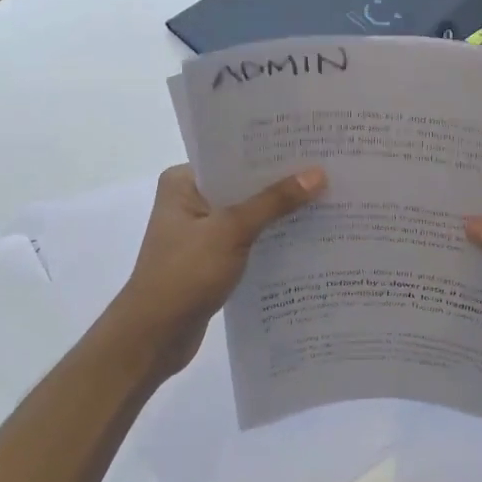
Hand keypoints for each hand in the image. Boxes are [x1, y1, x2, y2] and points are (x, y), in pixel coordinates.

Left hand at [115, 163, 326, 379]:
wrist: (154, 337)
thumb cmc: (184, 274)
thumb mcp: (231, 231)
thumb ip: (274, 202)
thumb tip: (318, 174)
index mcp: (183, 182)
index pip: (233, 157)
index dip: (271, 152)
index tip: (311, 144)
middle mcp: (190, 201)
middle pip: (243, 185)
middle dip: (281, 182)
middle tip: (328, 169)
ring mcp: (200, 232)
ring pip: (248, 213)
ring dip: (279, 213)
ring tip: (327, 199)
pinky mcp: (211, 259)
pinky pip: (248, 239)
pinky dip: (271, 238)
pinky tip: (306, 236)